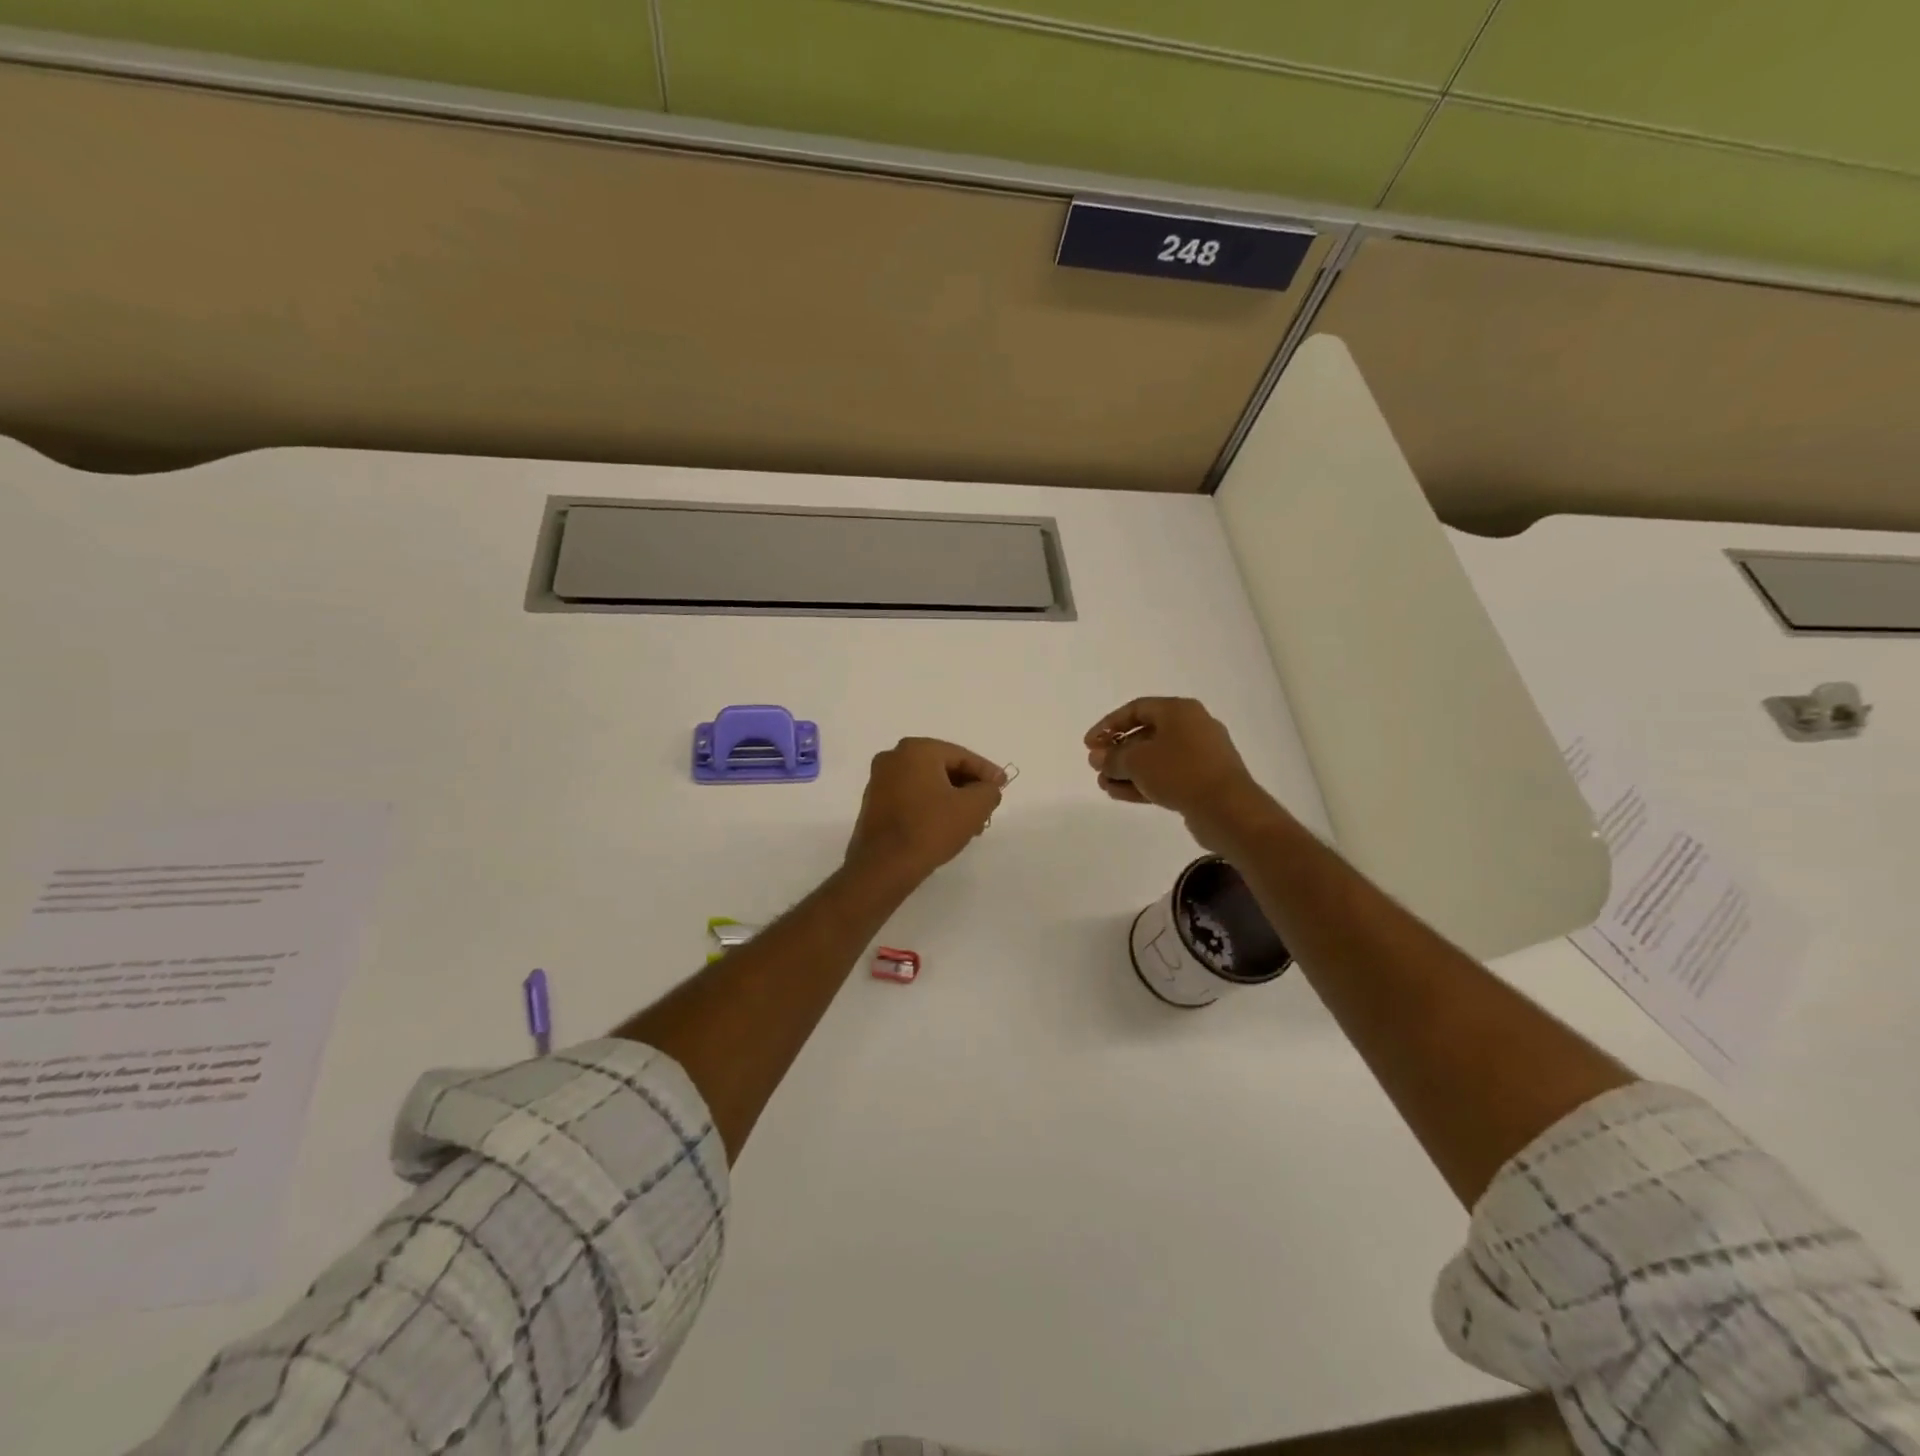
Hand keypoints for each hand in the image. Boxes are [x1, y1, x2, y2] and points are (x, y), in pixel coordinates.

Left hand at [844, 738, 1005, 884]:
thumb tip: (987, 789)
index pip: (961, 756)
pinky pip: (911, 797)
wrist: (883, 866)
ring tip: (970, 823)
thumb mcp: (973, 808)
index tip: (1003, 786)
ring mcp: (879, 781)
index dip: (986, 772)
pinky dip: (930, 807)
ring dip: (951, 800)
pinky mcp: (873, 804)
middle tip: (987, 807)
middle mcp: (893, 757)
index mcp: (916, 749)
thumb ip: (989, 791)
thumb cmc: (930, 829)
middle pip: (943, 768)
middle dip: (968, 788)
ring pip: (927, 785)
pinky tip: (945, 827)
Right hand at [1084, 697, 1275, 851]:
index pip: (1135, 709)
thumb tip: (1099, 758)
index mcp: (1179, 711)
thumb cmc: (1180, 772)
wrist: (1228, 809)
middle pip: (1145, 734)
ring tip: (1103, 784)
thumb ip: (1113, 757)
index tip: (1089, 744)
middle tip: (1096, 766)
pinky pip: (1166, 776)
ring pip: (1155, 758)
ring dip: (1127, 770)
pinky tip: (1119, 794)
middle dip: (1117, 751)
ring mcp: (1200, 755)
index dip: (1108, 725)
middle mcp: (1192, 727)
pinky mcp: (1202, 780)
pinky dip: (1143, 782)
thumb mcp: (1137, 761)